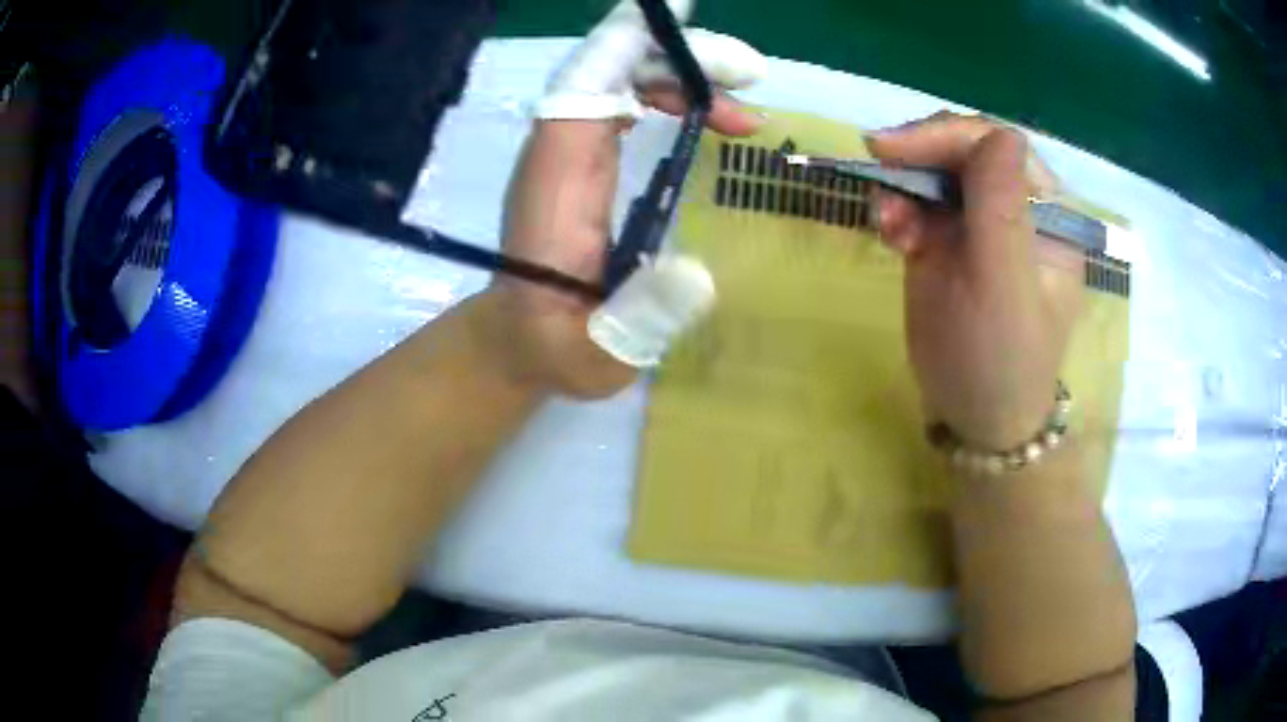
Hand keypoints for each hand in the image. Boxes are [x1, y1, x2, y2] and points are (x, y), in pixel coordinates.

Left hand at [482, 0, 765, 398]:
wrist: (519, 341)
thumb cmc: (555, 349)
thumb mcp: (599, 355)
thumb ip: (640, 321)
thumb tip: (702, 273)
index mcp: (556, 186)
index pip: (582, 88)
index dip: (625, 47)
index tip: (683, 23)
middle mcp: (556, 152)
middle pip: (605, 69)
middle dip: (676, 58)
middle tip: (751, 78)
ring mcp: (568, 151)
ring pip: (615, 78)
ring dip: (679, 76)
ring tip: (744, 115)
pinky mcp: (581, 159)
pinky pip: (619, 99)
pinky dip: (665, 94)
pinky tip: (704, 118)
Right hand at [868, 113, 1078, 448]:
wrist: (975, 418)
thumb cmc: (1001, 362)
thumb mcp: (1004, 290)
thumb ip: (1003, 211)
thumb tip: (1000, 134)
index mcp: (1047, 214)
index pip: (1000, 146)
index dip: (950, 137)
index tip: (896, 150)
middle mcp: (1016, 209)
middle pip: (964, 149)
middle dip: (921, 153)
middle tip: (876, 163)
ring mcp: (979, 223)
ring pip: (934, 171)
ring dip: (903, 183)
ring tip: (887, 223)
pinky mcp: (946, 241)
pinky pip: (916, 203)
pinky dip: (896, 209)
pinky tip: (889, 235)